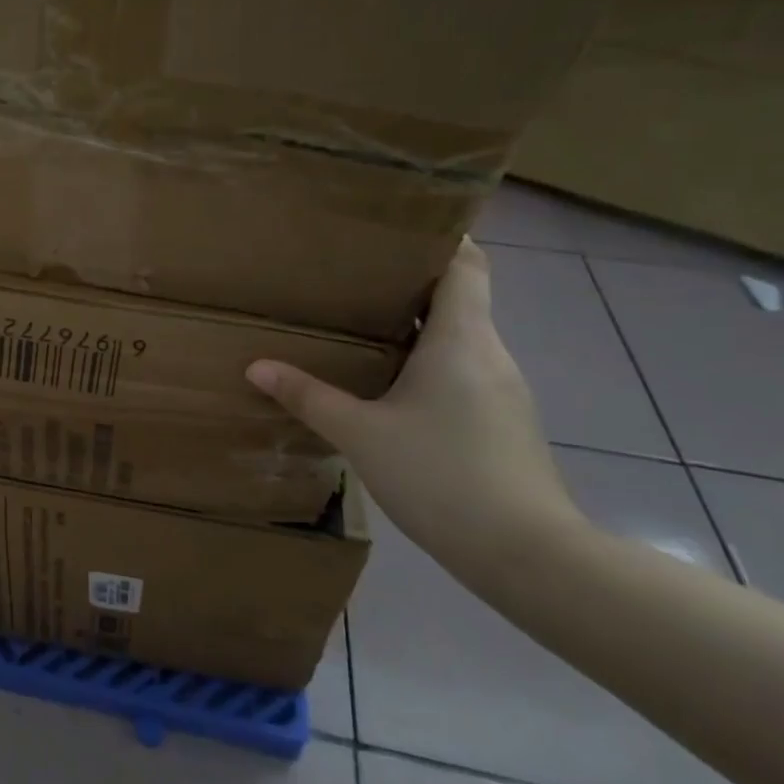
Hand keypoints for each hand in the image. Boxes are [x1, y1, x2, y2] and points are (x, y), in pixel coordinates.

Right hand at [247, 239, 585, 572]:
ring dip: (417, 327)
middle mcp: (489, 353)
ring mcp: (502, 390)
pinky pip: (463, 371)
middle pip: (459, 298)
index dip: (442, 238)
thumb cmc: (442, 476)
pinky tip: (392, 386)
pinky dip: (430, 363)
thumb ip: (309, 397)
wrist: (527, 555)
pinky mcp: (503, 422)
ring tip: (363, 325)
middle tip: (354, 276)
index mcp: (460, 339)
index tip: (399, 228)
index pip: (467, 264)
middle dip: (411, 283)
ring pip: (459, 338)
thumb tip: (256, 366)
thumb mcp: (361, 434)